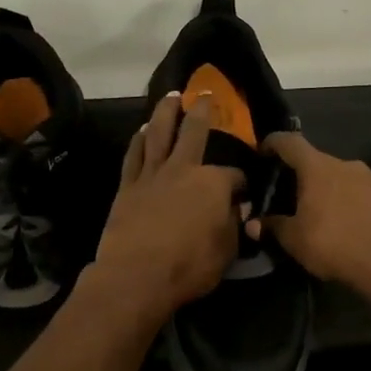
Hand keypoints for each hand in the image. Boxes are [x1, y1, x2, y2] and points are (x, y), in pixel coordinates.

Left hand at [91, 93, 245, 322]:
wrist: (136, 275)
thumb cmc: (188, 267)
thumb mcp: (226, 252)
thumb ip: (233, 227)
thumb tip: (236, 210)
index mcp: (213, 183)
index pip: (234, 176)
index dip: (241, 183)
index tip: (243, 193)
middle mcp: (183, 169)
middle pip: (194, 132)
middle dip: (202, 111)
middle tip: (204, 94)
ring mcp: (152, 175)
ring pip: (159, 133)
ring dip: (165, 112)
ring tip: (170, 97)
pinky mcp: (128, 186)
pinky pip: (134, 155)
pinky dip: (139, 140)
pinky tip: (142, 130)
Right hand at [263, 132, 370, 292]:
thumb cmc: (336, 245)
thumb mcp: (295, 241)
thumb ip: (273, 227)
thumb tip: (252, 224)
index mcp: (317, 168)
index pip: (290, 142)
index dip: (273, 143)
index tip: (263, 151)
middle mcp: (346, 164)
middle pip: (317, 161)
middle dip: (303, 176)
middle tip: (293, 197)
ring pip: (343, 177)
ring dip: (331, 190)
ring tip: (325, 214)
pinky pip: (364, 193)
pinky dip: (354, 202)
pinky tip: (353, 225)